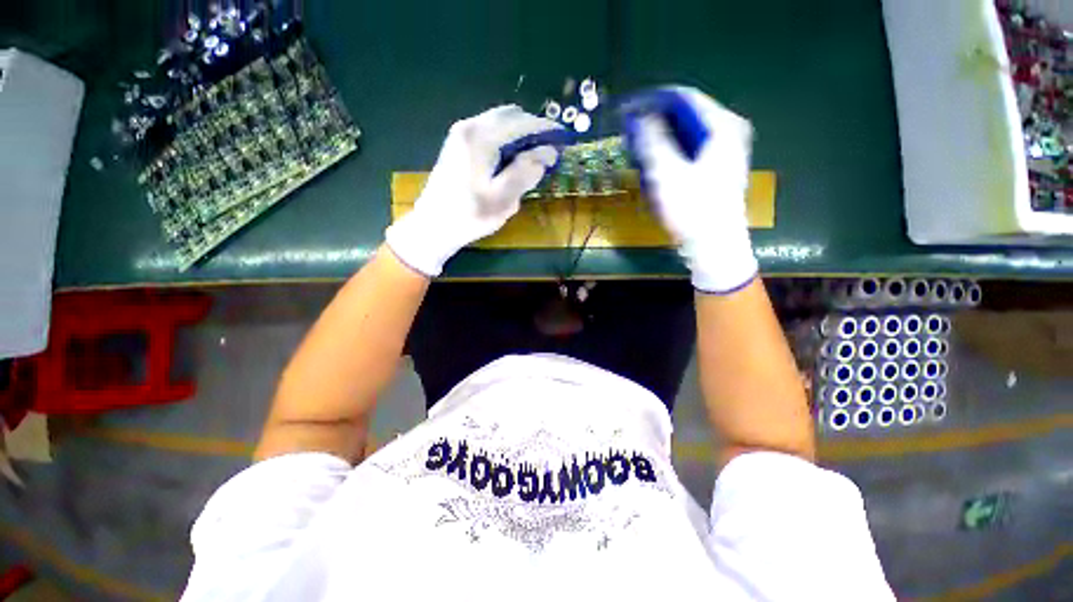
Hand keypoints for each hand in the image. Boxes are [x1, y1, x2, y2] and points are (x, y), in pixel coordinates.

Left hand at [386, 105, 560, 276]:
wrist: (433, 226)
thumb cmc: (470, 214)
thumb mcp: (503, 198)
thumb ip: (526, 172)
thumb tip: (547, 152)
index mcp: (481, 137)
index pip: (521, 122)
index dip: (545, 128)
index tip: (563, 138)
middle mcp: (470, 127)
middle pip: (509, 116)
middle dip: (532, 130)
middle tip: (548, 151)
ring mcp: (461, 134)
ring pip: (499, 124)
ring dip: (519, 136)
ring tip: (532, 158)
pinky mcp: (458, 145)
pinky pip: (489, 133)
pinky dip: (505, 141)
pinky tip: (511, 161)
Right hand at [624, 87, 757, 293]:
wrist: (713, 245)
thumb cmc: (691, 208)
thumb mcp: (666, 172)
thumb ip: (652, 139)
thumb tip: (639, 116)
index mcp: (721, 126)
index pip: (683, 98)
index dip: (652, 102)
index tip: (627, 111)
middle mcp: (726, 133)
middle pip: (685, 116)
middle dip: (654, 123)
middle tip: (630, 134)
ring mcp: (723, 152)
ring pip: (685, 135)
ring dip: (659, 141)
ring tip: (637, 152)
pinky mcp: (715, 169)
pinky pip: (688, 151)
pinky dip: (669, 155)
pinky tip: (654, 167)